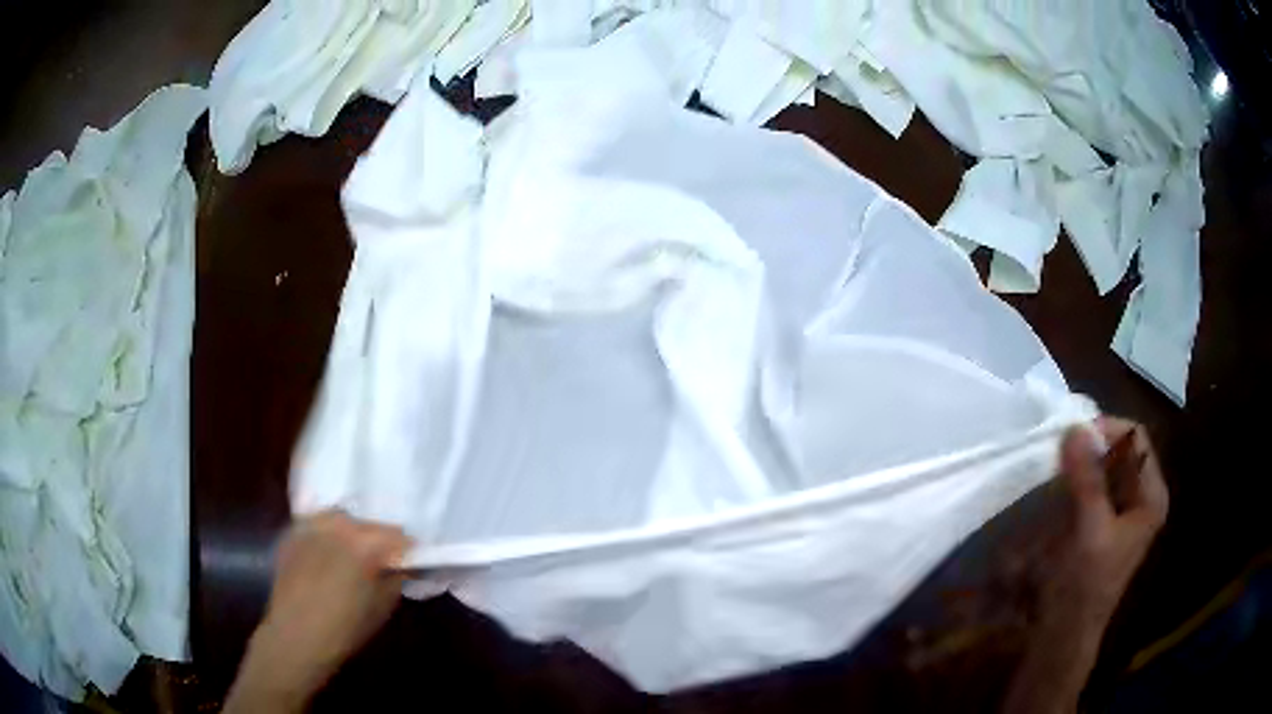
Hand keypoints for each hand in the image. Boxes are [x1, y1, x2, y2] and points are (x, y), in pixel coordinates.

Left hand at [224, 511, 412, 712]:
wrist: (296, 636)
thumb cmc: (346, 628)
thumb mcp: (383, 606)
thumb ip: (396, 577)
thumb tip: (403, 565)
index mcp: (364, 541)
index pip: (399, 536)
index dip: (408, 551)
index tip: (411, 564)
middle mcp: (337, 523)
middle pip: (369, 524)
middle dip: (378, 542)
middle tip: (381, 565)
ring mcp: (311, 524)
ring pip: (342, 520)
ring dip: (351, 536)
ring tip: (352, 559)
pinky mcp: (292, 532)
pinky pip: (318, 526)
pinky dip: (327, 537)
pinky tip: (326, 558)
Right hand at [1004, 418, 1167, 713]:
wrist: (1064, 634)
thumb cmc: (1084, 585)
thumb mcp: (1090, 531)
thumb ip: (1088, 480)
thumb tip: (1075, 428)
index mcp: (1151, 496)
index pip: (1136, 438)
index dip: (1107, 430)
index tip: (1073, 436)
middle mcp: (1142, 497)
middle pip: (1121, 450)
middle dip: (1092, 446)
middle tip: (1061, 449)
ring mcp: (1123, 510)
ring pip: (1106, 467)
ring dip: (1082, 462)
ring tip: (1056, 465)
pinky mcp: (1103, 523)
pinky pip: (1094, 486)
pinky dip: (1077, 479)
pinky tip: (1058, 486)